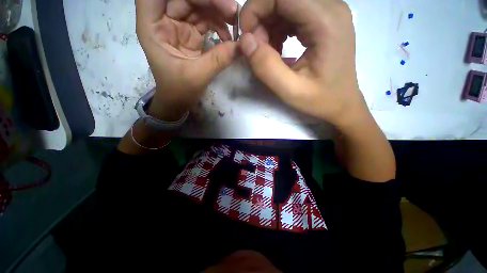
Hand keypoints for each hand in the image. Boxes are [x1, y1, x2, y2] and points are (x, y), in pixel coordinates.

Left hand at [136, 0, 238, 120]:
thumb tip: (242, 45)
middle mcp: (163, 20)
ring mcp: (178, 25)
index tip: (206, 0)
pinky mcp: (190, 34)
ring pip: (197, 6)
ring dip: (217, 11)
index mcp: (152, 26)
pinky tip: (228, 36)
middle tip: (233, 12)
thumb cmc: (179, 90)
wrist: (179, 100)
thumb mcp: (197, 76)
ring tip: (235, 24)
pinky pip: (205, 21)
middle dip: (210, 1)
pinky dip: (218, 25)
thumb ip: (218, 60)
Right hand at [238, 0, 366, 128]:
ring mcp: (328, 11)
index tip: (246, 37)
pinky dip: (277, 28)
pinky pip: (292, 13)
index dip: (256, 9)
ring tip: (268, 52)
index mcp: (326, 21)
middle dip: (261, 19)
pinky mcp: (323, 20)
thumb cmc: (320, 99)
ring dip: (268, 25)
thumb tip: (245, 42)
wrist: (342, 103)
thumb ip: (267, 68)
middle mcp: (330, 7)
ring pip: (285, 4)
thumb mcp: (291, 91)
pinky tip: (277, 49)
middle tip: (257, 49)